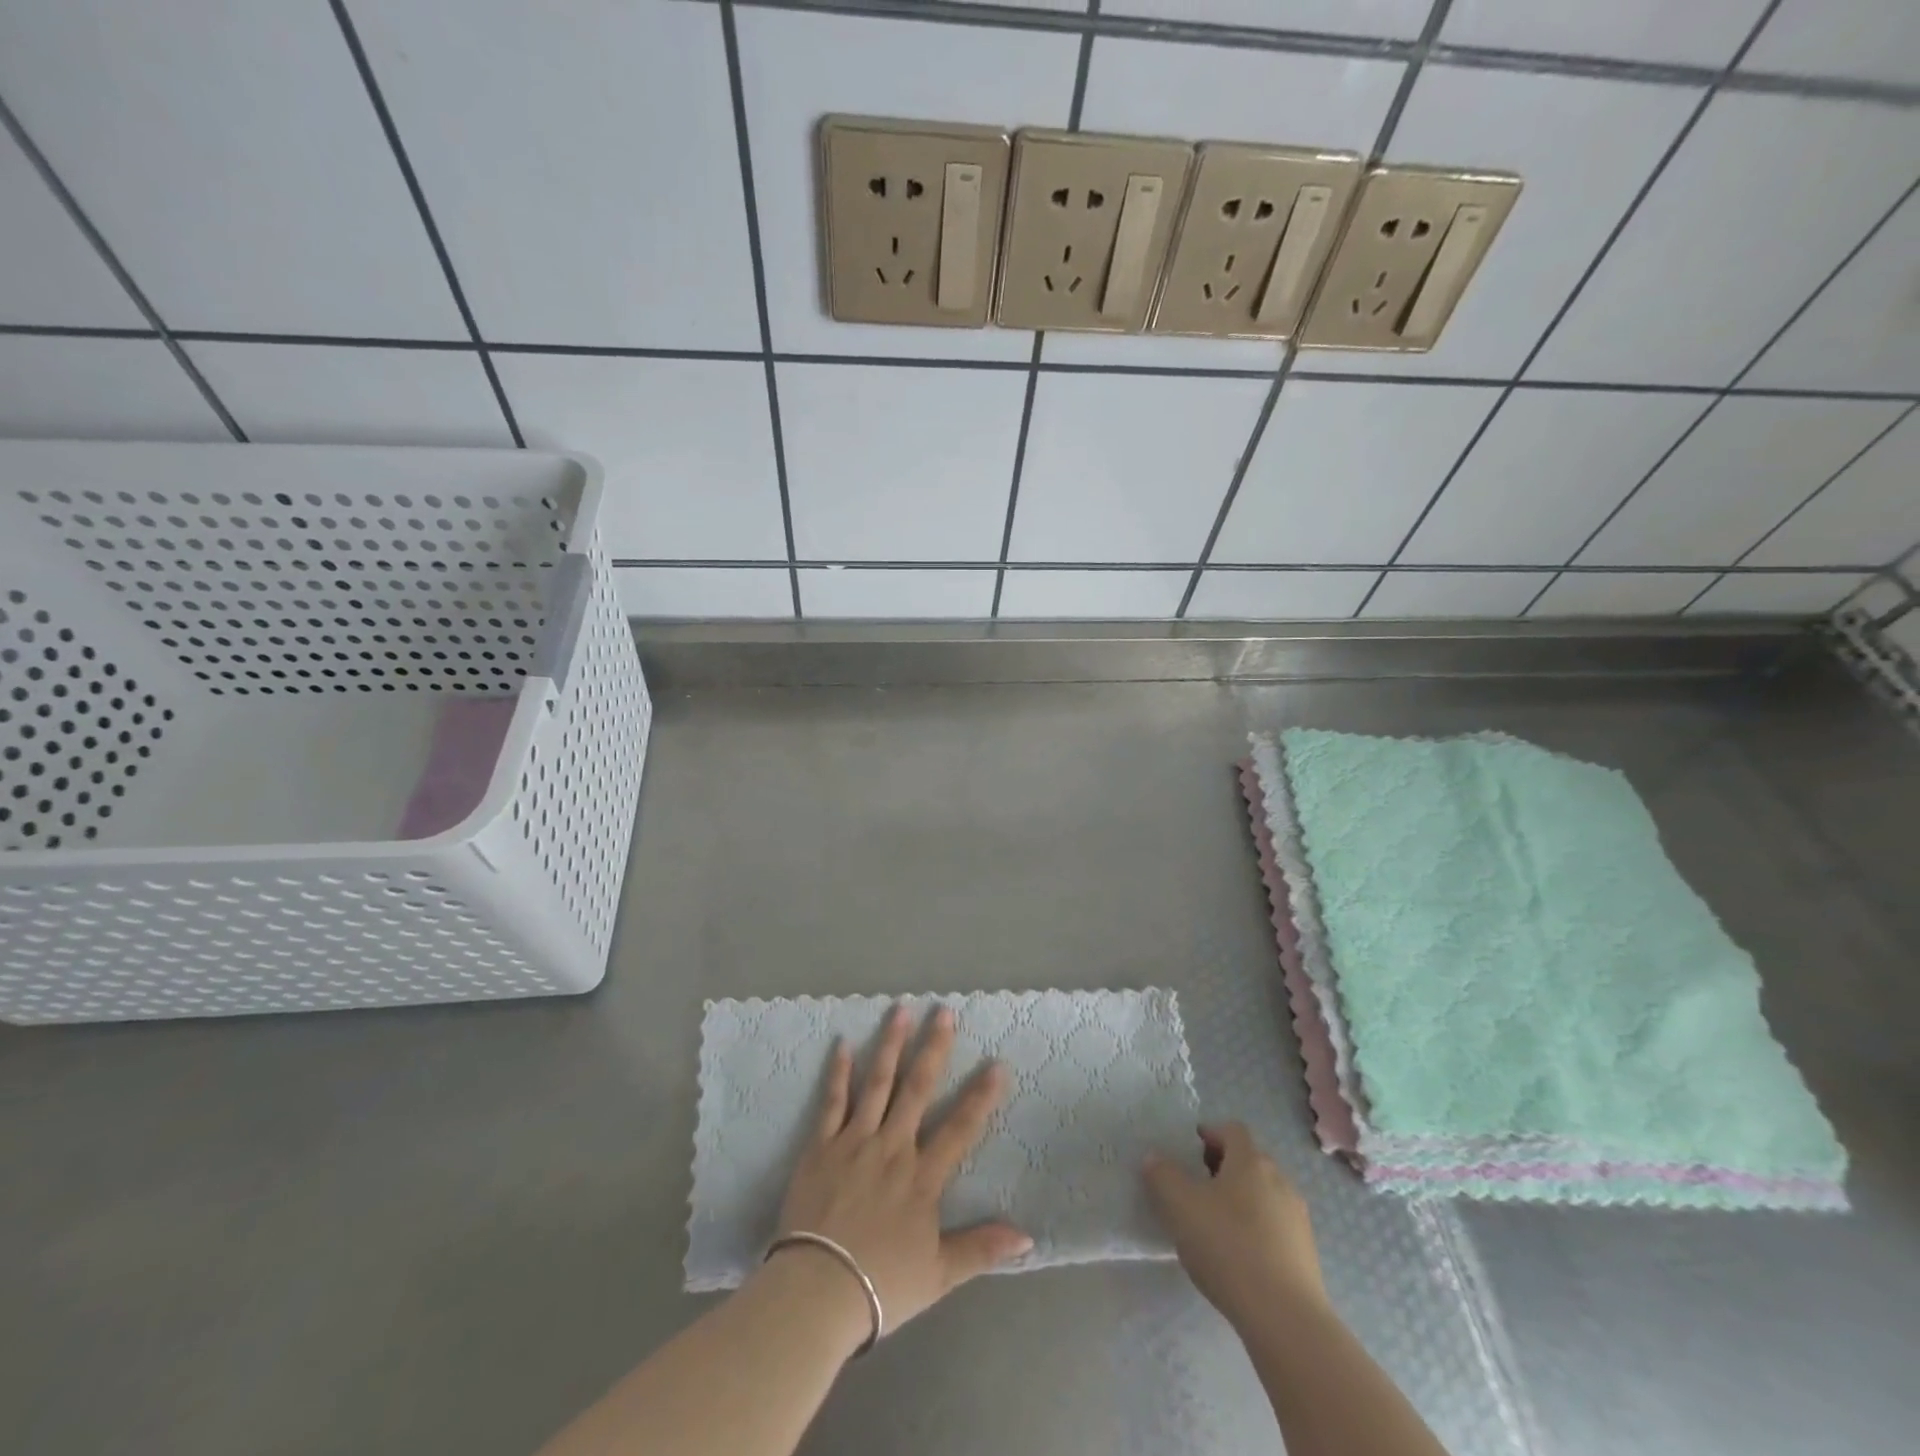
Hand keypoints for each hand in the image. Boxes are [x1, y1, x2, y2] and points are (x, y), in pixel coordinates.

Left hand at [774, 1004, 1033, 1342]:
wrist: (816, 1292)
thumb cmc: (881, 1285)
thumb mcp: (939, 1274)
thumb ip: (981, 1248)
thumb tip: (1028, 1236)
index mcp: (922, 1176)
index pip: (960, 1128)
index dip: (981, 1095)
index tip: (997, 1063)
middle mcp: (893, 1147)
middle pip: (918, 1089)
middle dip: (934, 1047)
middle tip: (944, 1011)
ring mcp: (855, 1141)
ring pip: (877, 1082)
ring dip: (890, 1044)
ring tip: (900, 1010)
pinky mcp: (821, 1145)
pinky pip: (832, 1101)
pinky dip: (838, 1072)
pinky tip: (841, 1044)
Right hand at [1143, 1122, 1326, 1328]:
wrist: (1285, 1318)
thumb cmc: (1228, 1247)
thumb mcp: (1179, 1206)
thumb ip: (1161, 1175)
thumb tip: (1154, 1158)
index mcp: (1251, 1161)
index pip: (1232, 1130)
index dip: (1210, 1134)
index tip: (1191, 1149)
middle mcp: (1280, 1180)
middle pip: (1249, 1161)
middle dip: (1223, 1168)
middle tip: (1198, 1186)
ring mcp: (1297, 1218)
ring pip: (1264, 1194)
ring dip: (1241, 1199)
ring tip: (1216, 1224)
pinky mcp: (1306, 1253)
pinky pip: (1276, 1226)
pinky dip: (1256, 1229)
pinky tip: (1239, 1256)